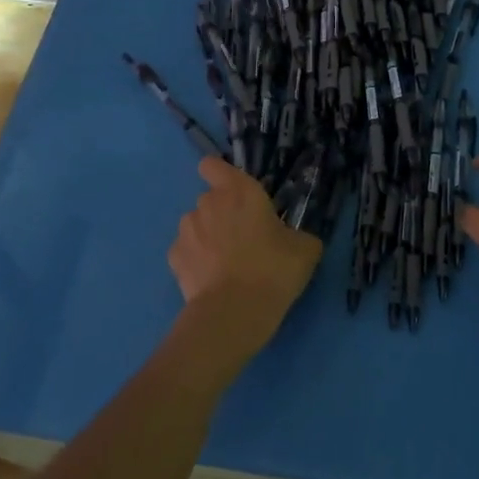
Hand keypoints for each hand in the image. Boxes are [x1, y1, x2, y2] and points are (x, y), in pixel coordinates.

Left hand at [170, 157, 322, 365]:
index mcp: (239, 191)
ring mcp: (187, 230)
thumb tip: (296, 239)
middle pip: (210, 199)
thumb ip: (299, 235)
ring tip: (225, 263)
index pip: (213, 166)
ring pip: (196, 224)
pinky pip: (186, 251)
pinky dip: (195, 260)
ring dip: (207, 235)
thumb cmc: (272, 270)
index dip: (219, 174)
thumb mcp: (305, 250)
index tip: (234, 192)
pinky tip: (211, 279)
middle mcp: (208, 203)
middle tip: (243, 239)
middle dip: (222, 213)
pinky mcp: (174, 258)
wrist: (233, 313)